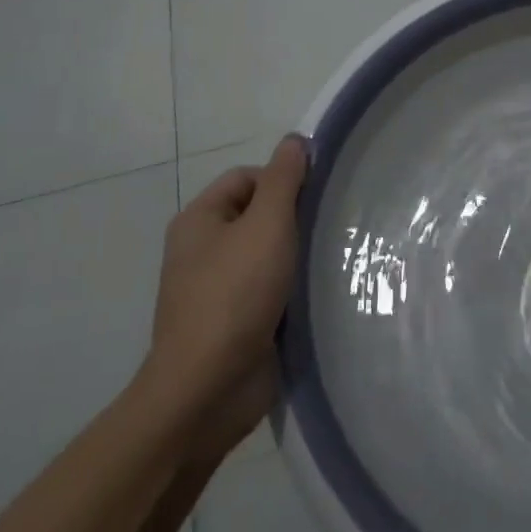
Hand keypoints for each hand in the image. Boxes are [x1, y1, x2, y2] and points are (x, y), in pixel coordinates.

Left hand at [140, 134, 308, 461]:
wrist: (207, 390)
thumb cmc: (235, 295)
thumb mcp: (266, 224)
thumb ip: (283, 179)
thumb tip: (295, 140)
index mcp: (200, 220)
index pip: (247, 177)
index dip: (282, 180)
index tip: (315, 199)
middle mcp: (203, 250)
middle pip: (259, 215)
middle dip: (294, 219)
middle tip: (328, 228)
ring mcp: (217, 290)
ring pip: (268, 255)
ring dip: (297, 256)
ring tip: (330, 259)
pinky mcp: (235, 324)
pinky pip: (270, 291)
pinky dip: (292, 290)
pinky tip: (318, 293)